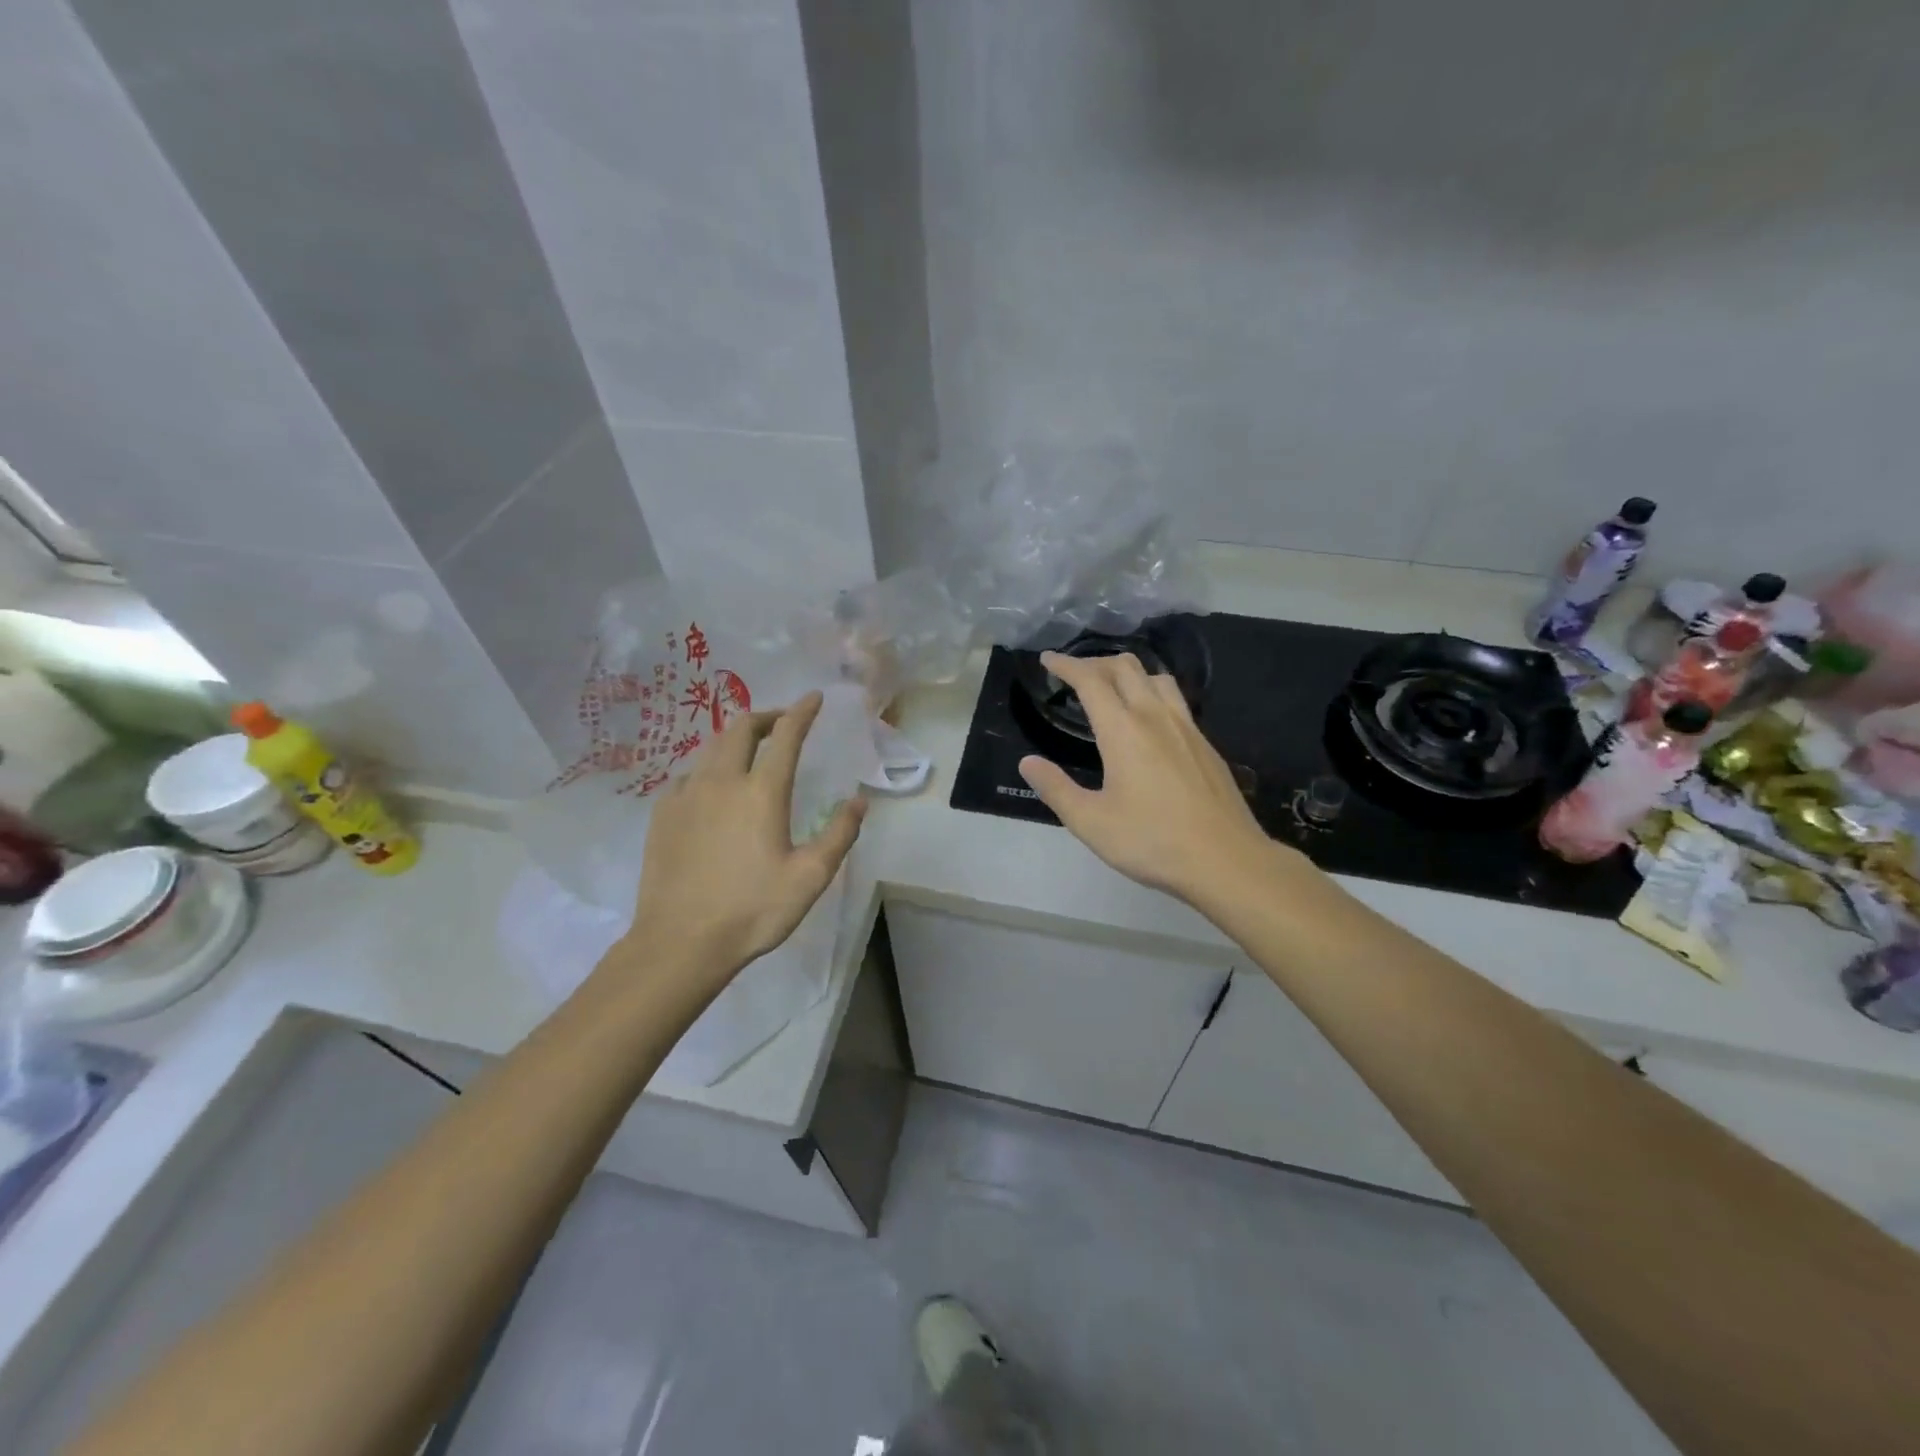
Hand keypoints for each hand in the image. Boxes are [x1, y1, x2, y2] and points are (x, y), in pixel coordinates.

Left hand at [629, 692, 866, 988]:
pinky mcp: (662, 814)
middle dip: (765, 716)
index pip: (786, 736)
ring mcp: (686, 795)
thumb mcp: (810, 877)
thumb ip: (839, 834)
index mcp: (762, 792)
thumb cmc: (752, 910)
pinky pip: (688, 775)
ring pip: (711, 747)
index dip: (802, 712)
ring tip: (750, 750)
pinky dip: (708, 768)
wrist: (680, 941)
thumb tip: (859, 800)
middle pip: (741, 728)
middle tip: (782, 723)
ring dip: (735, 738)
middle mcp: (722, 781)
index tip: (813, 697)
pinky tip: (712, 788)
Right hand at [1017, 652, 1282, 904]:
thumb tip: (1027, 763)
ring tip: (1112, 689)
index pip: (1091, 680)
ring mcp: (1187, 728)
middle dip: (1095, 663)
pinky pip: (1175, 700)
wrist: (1226, 860)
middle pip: (1126, 667)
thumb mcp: (1091, 822)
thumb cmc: (1152, 841)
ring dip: (1129, 673)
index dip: (1066, 665)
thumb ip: (1055, 789)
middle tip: (1075, 675)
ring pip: (1156, 677)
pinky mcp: (1205, 744)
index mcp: (1123, 731)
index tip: (1048, 659)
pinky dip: (1152, 692)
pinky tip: (1149, 720)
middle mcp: (1156, 717)